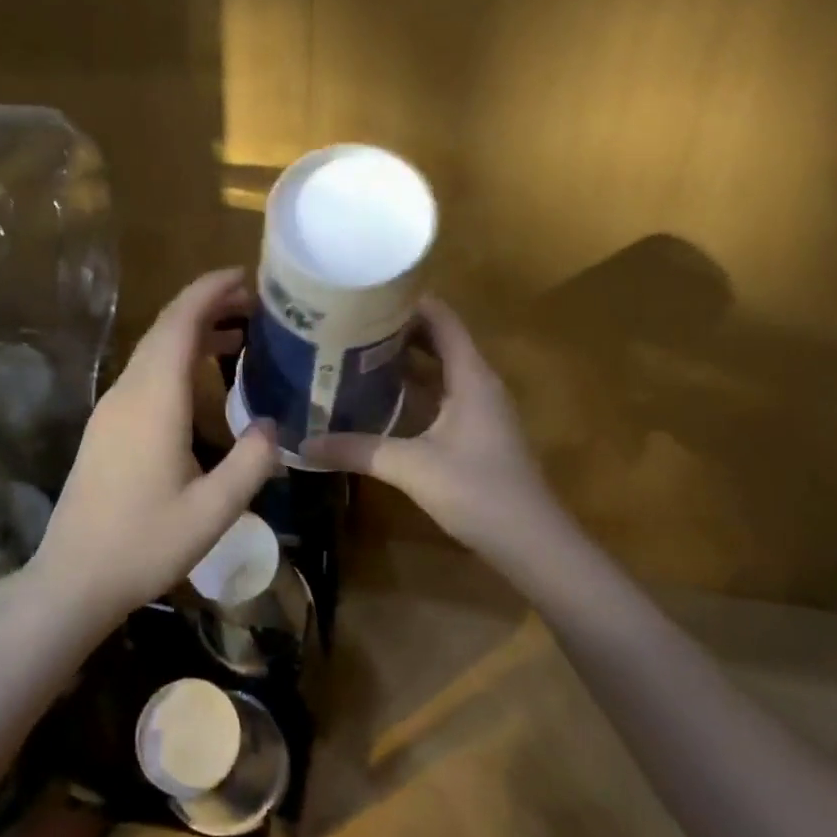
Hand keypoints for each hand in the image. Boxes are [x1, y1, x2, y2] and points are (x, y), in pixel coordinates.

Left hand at [24, 269, 279, 627]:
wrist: (74, 578)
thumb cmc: (145, 544)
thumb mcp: (214, 510)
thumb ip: (251, 462)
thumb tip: (273, 425)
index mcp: (154, 401)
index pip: (180, 324)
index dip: (210, 291)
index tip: (244, 275)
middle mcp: (128, 393)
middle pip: (166, 330)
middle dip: (208, 307)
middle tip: (256, 306)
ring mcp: (111, 410)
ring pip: (153, 352)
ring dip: (193, 334)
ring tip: (239, 336)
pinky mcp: (106, 428)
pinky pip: (144, 375)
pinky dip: (177, 360)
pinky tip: (202, 381)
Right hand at [302, 299, 558, 554]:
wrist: (531, 542)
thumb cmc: (477, 492)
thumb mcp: (411, 468)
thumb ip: (358, 450)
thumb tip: (304, 444)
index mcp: (471, 376)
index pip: (441, 319)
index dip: (407, 301)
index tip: (365, 294)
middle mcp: (479, 383)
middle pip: (440, 339)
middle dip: (398, 329)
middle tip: (350, 324)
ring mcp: (482, 408)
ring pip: (441, 368)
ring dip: (406, 359)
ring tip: (358, 353)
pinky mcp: (478, 432)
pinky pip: (443, 393)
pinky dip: (415, 388)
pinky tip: (383, 399)